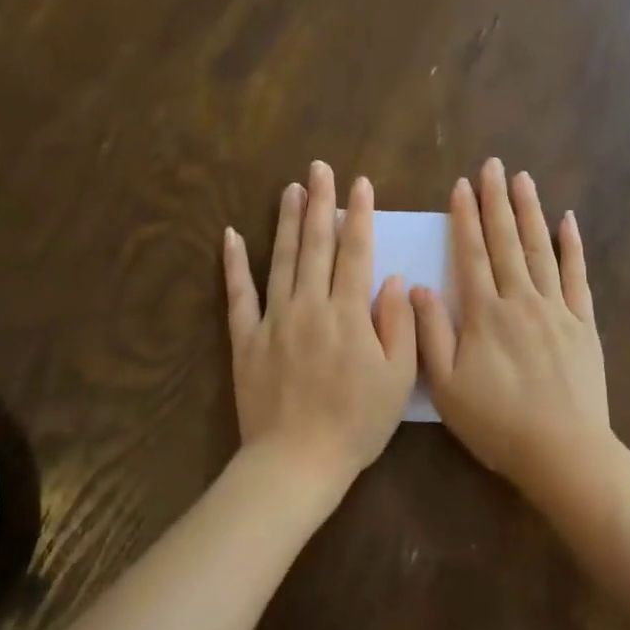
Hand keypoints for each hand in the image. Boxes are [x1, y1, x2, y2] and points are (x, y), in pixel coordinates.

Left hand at [224, 161, 416, 513]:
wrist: (297, 461)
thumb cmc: (357, 423)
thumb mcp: (397, 379)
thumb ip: (399, 325)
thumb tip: (391, 279)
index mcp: (348, 314)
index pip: (356, 252)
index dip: (360, 215)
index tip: (360, 184)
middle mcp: (309, 306)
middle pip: (316, 245)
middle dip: (320, 203)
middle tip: (319, 168)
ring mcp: (273, 320)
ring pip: (281, 260)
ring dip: (286, 221)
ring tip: (290, 188)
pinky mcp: (245, 339)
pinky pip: (238, 295)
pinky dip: (234, 264)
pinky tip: (230, 236)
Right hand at [412, 158, 610, 493]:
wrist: (562, 451)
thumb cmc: (497, 424)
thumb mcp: (447, 386)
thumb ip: (430, 333)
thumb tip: (417, 287)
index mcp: (484, 314)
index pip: (472, 255)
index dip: (465, 219)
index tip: (461, 186)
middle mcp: (521, 300)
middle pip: (507, 241)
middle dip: (497, 201)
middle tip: (493, 165)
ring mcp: (557, 309)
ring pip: (541, 249)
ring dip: (530, 212)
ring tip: (523, 179)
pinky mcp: (583, 323)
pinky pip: (577, 276)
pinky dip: (573, 246)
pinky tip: (568, 221)